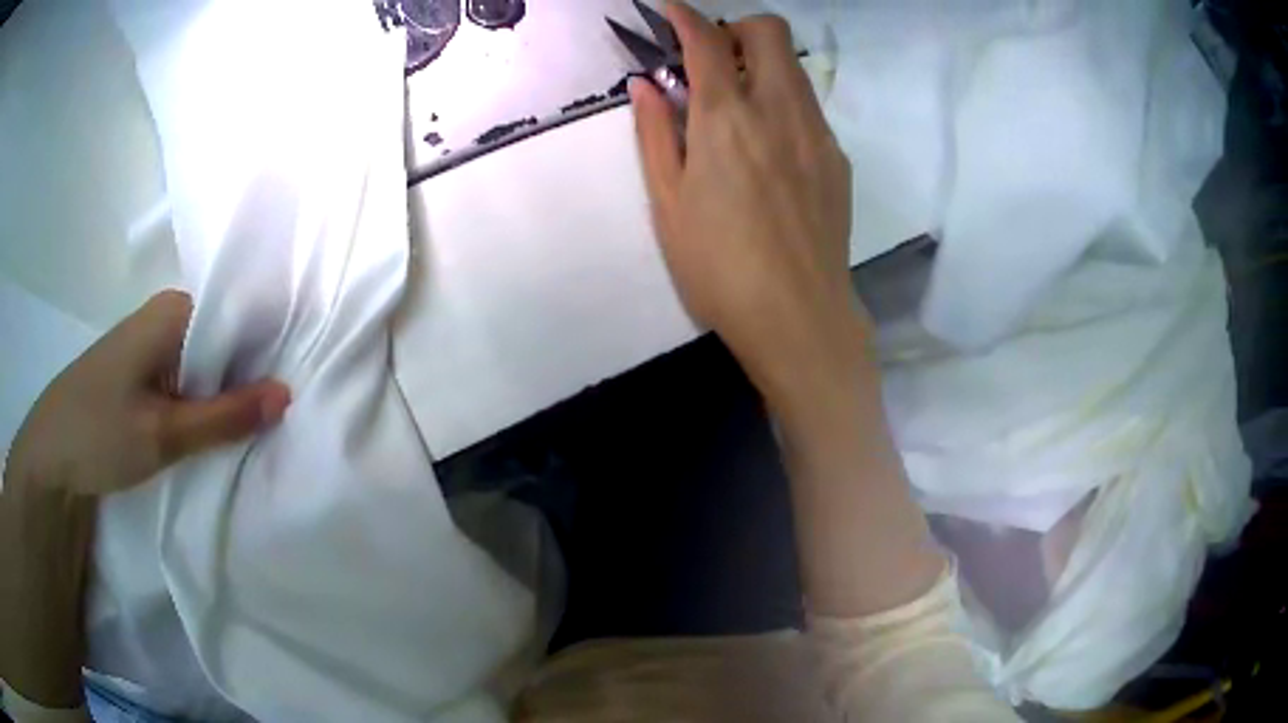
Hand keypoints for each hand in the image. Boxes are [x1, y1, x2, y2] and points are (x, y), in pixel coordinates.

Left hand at [3, 290, 290, 496]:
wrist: (50, 454)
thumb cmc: (100, 432)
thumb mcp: (164, 433)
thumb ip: (225, 416)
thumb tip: (288, 395)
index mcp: (174, 312)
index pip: (239, 315)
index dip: (268, 348)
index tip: (295, 384)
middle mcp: (166, 317)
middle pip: (223, 340)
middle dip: (248, 376)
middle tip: (278, 417)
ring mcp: (151, 345)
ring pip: (204, 364)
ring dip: (224, 395)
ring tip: (254, 427)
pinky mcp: (141, 371)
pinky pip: (185, 379)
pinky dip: (202, 403)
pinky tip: (213, 430)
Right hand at [629, 3, 860, 403]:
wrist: (798, 316)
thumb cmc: (718, 266)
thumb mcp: (667, 202)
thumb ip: (655, 132)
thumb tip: (645, 84)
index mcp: (727, 118)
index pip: (706, 41)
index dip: (684, 16)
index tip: (669, 10)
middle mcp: (779, 110)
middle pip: (768, 31)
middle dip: (735, 29)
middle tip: (712, 59)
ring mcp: (816, 132)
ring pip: (793, 67)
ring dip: (761, 64)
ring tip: (737, 103)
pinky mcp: (837, 158)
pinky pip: (809, 107)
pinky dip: (783, 102)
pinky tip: (768, 146)